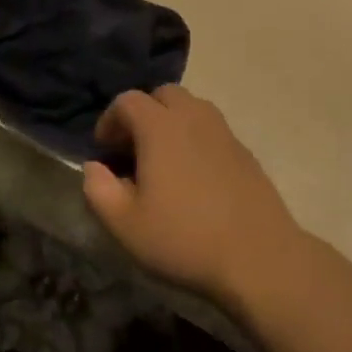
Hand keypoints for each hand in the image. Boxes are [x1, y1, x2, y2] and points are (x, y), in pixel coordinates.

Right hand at [81, 85, 301, 311]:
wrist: (258, 257)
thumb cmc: (184, 238)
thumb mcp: (125, 225)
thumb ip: (98, 190)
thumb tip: (93, 168)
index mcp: (160, 127)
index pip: (127, 101)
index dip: (109, 120)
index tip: (104, 151)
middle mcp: (193, 117)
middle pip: (163, 95)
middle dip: (143, 114)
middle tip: (133, 149)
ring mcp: (224, 132)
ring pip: (191, 108)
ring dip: (171, 123)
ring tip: (163, 161)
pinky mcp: (244, 151)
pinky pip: (212, 130)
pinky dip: (195, 139)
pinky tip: (194, 177)